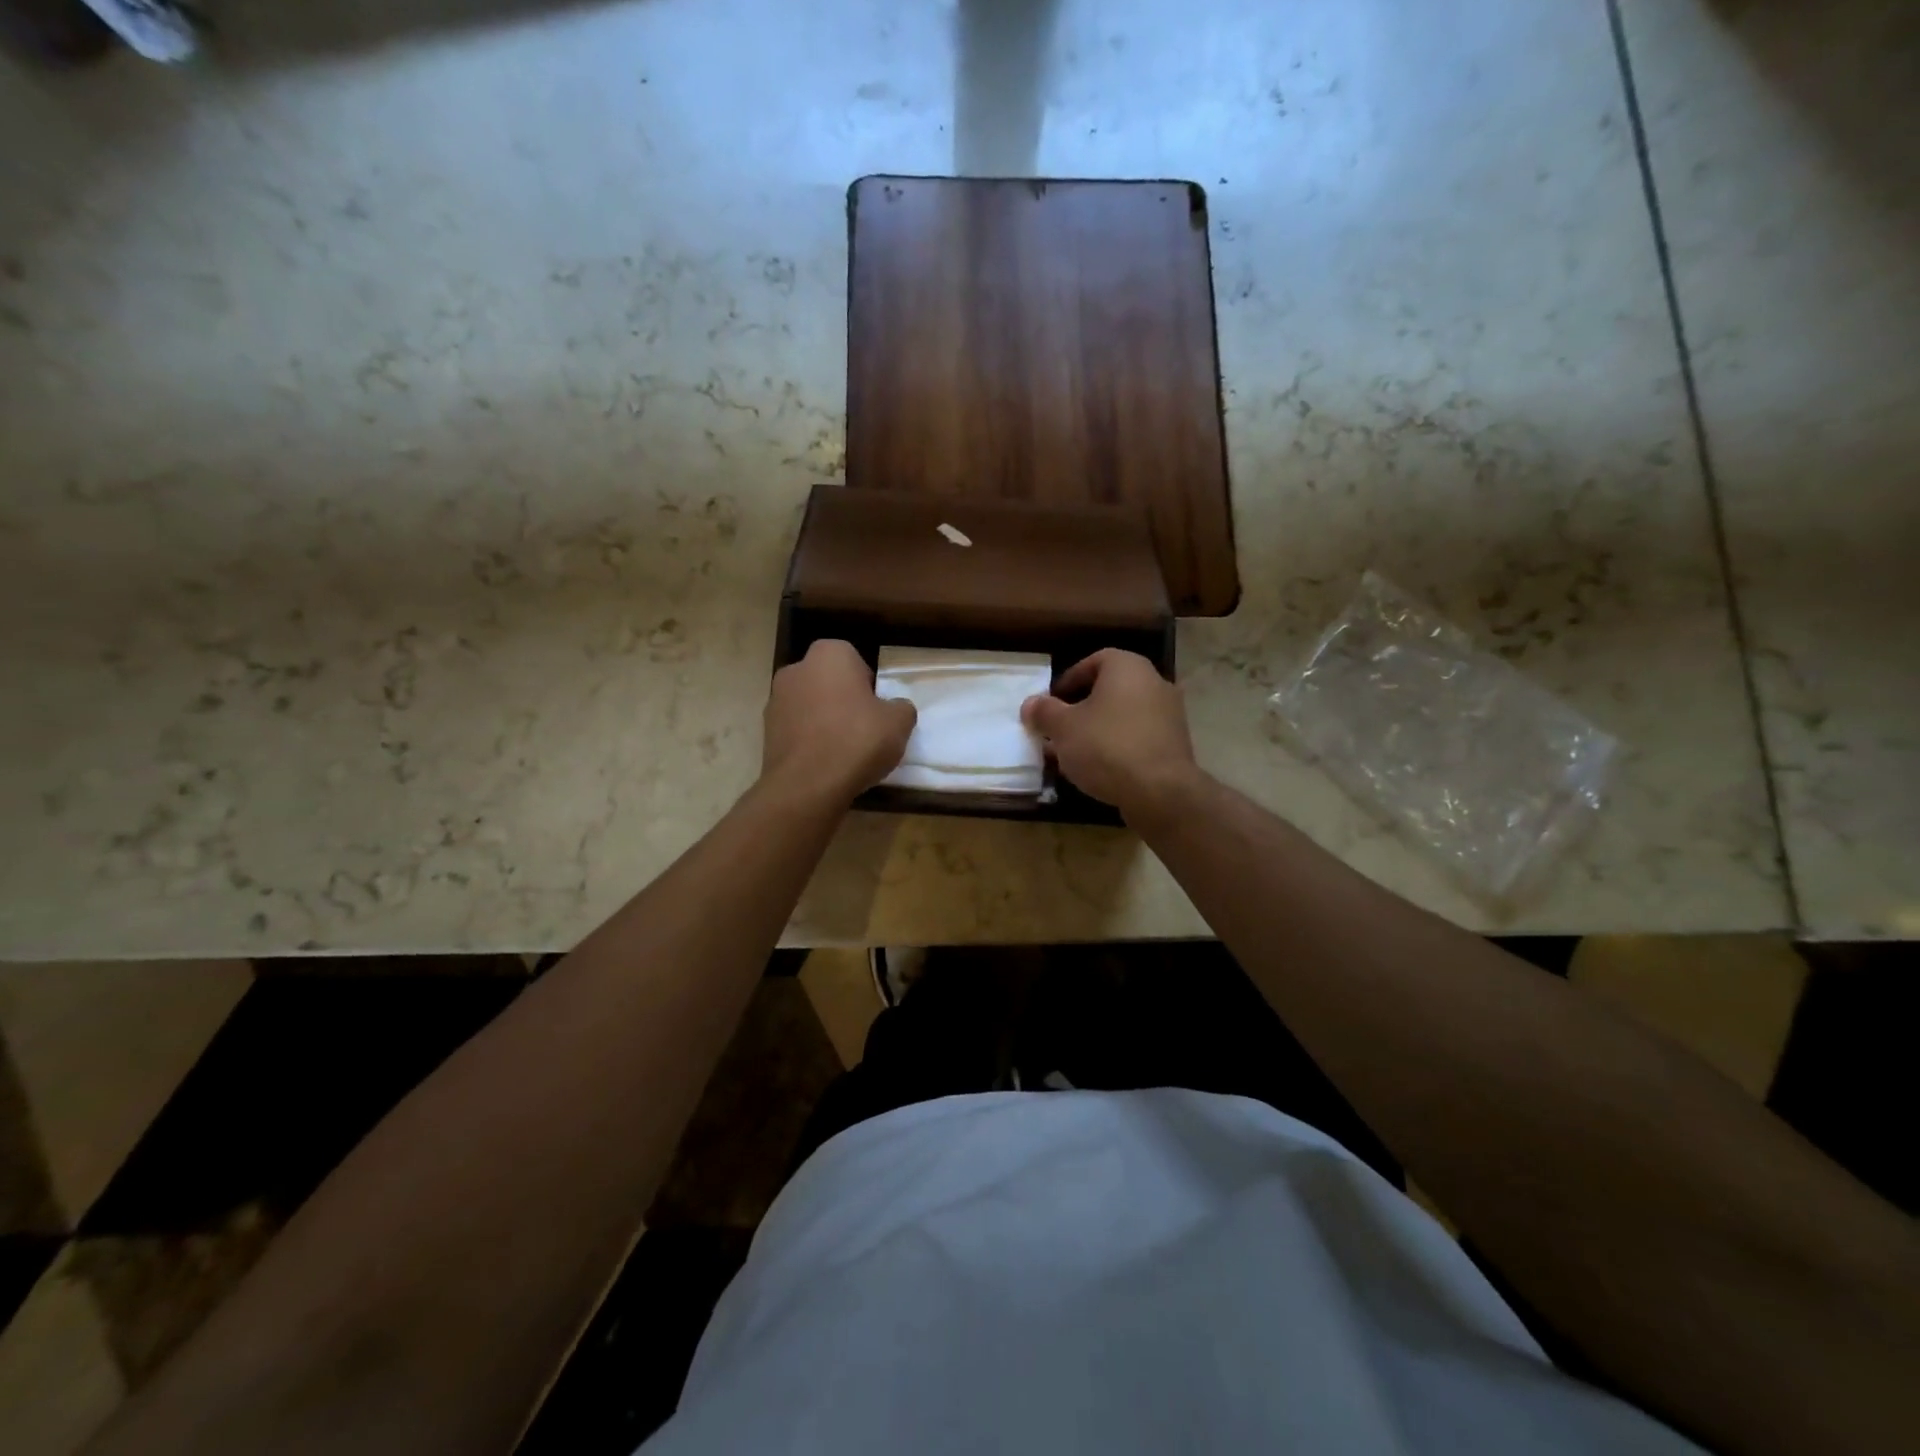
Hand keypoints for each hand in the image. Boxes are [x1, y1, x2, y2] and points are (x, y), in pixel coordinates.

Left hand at [763, 640, 915, 803]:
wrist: (808, 784)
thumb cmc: (857, 740)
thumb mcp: (899, 723)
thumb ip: (901, 708)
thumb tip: (895, 708)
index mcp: (829, 654)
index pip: (854, 659)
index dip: (867, 684)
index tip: (876, 708)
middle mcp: (796, 669)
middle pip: (828, 681)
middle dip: (843, 699)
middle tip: (863, 727)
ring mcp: (775, 699)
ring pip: (810, 705)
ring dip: (824, 719)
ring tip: (844, 750)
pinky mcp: (766, 731)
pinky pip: (797, 729)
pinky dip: (809, 740)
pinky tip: (824, 762)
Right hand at [1021, 649, 1201, 822]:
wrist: (1160, 791)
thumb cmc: (1106, 746)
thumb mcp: (1063, 728)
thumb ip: (1044, 712)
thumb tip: (1030, 704)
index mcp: (1128, 667)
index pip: (1095, 661)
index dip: (1069, 679)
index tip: (1052, 702)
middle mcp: (1155, 682)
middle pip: (1110, 690)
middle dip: (1081, 709)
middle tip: (1059, 729)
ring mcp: (1170, 714)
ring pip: (1124, 716)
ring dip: (1098, 730)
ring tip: (1074, 754)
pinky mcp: (1175, 745)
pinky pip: (1138, 737)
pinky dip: (1118, 747)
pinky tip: (1100, 769)